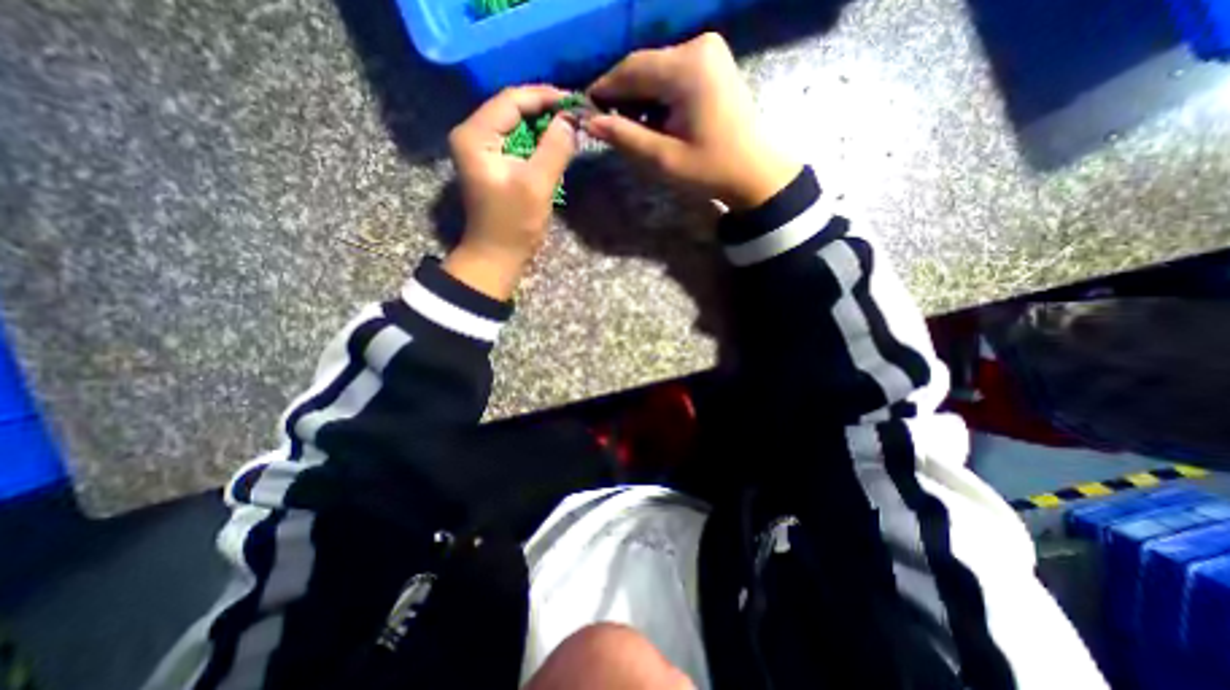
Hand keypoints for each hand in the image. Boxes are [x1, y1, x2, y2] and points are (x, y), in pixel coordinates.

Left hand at [446, 84, 573, 298]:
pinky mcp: (493, 165)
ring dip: (543, 127)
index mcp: (476, 135)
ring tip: (570, 128)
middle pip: (512, 109)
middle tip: (575, 115)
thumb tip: (570, 119)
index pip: (512, 100)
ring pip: (516, 126)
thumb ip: (555, 148)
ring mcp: (482, 151)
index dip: (545, 97)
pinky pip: (517, 144)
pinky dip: (537, 143)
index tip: (575, 101)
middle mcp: (473, 135)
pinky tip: (556, 146)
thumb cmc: (513, 224)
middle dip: (545, 111)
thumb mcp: (537, 184)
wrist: (497, 256)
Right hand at [584, 32, 799, 210]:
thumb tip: (589, 122)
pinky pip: (673, 73)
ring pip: (657, 70)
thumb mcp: (664, 159)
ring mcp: (709, 51)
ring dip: (640, 97)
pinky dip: (658, 95)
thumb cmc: (711, 170)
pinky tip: (655, 119)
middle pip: (644, 66)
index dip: (604, 89)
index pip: (631, 69)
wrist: (755, 173)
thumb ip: (625, 137)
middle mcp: (698, 46)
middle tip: (607, 124)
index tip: (586, 110)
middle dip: (623, 95)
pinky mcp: (713, 63)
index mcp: (688, 68)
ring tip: (632, 128)